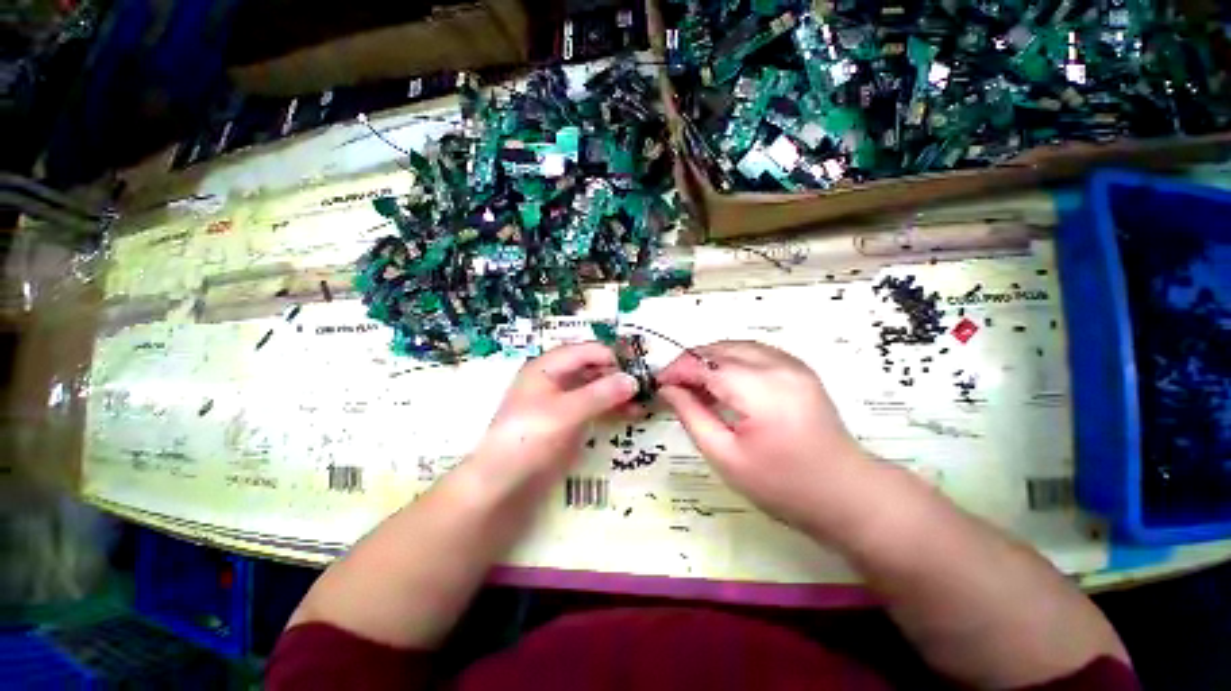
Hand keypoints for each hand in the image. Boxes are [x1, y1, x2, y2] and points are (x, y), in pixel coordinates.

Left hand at [471, 342, 637, 489]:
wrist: (504, 479)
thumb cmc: (530, 437)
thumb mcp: (566, 412)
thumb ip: (600, 394)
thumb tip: (634, 379)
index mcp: (546, 367)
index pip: (585, 351)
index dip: (612, 358)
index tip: (642, 371)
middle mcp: (552, 381)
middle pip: (590, 369)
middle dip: (617, 376)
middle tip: (648, 390)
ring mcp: (558, 405)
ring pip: (592, 391)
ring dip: (616, 395)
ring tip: (642, 406)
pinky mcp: (563, 427)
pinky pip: (590, 411)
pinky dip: (608, 411)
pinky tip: (627, 417)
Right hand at [658, 340, 872, 535]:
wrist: (839, 491)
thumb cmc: (781, 485)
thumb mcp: (728, 459)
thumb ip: (695, 418)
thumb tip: (670, 390)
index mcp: (760, 389)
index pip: (707, 363)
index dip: (678, 369)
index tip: (656, 385)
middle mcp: (780, 366)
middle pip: (726, 348)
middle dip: (694, 361)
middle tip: (673, 388)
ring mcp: (797, 366)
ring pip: (744, 346)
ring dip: (716, 359)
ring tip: (697, 387)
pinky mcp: (805, 373)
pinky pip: (763, 354)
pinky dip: (738, 361)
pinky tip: (729, 385)